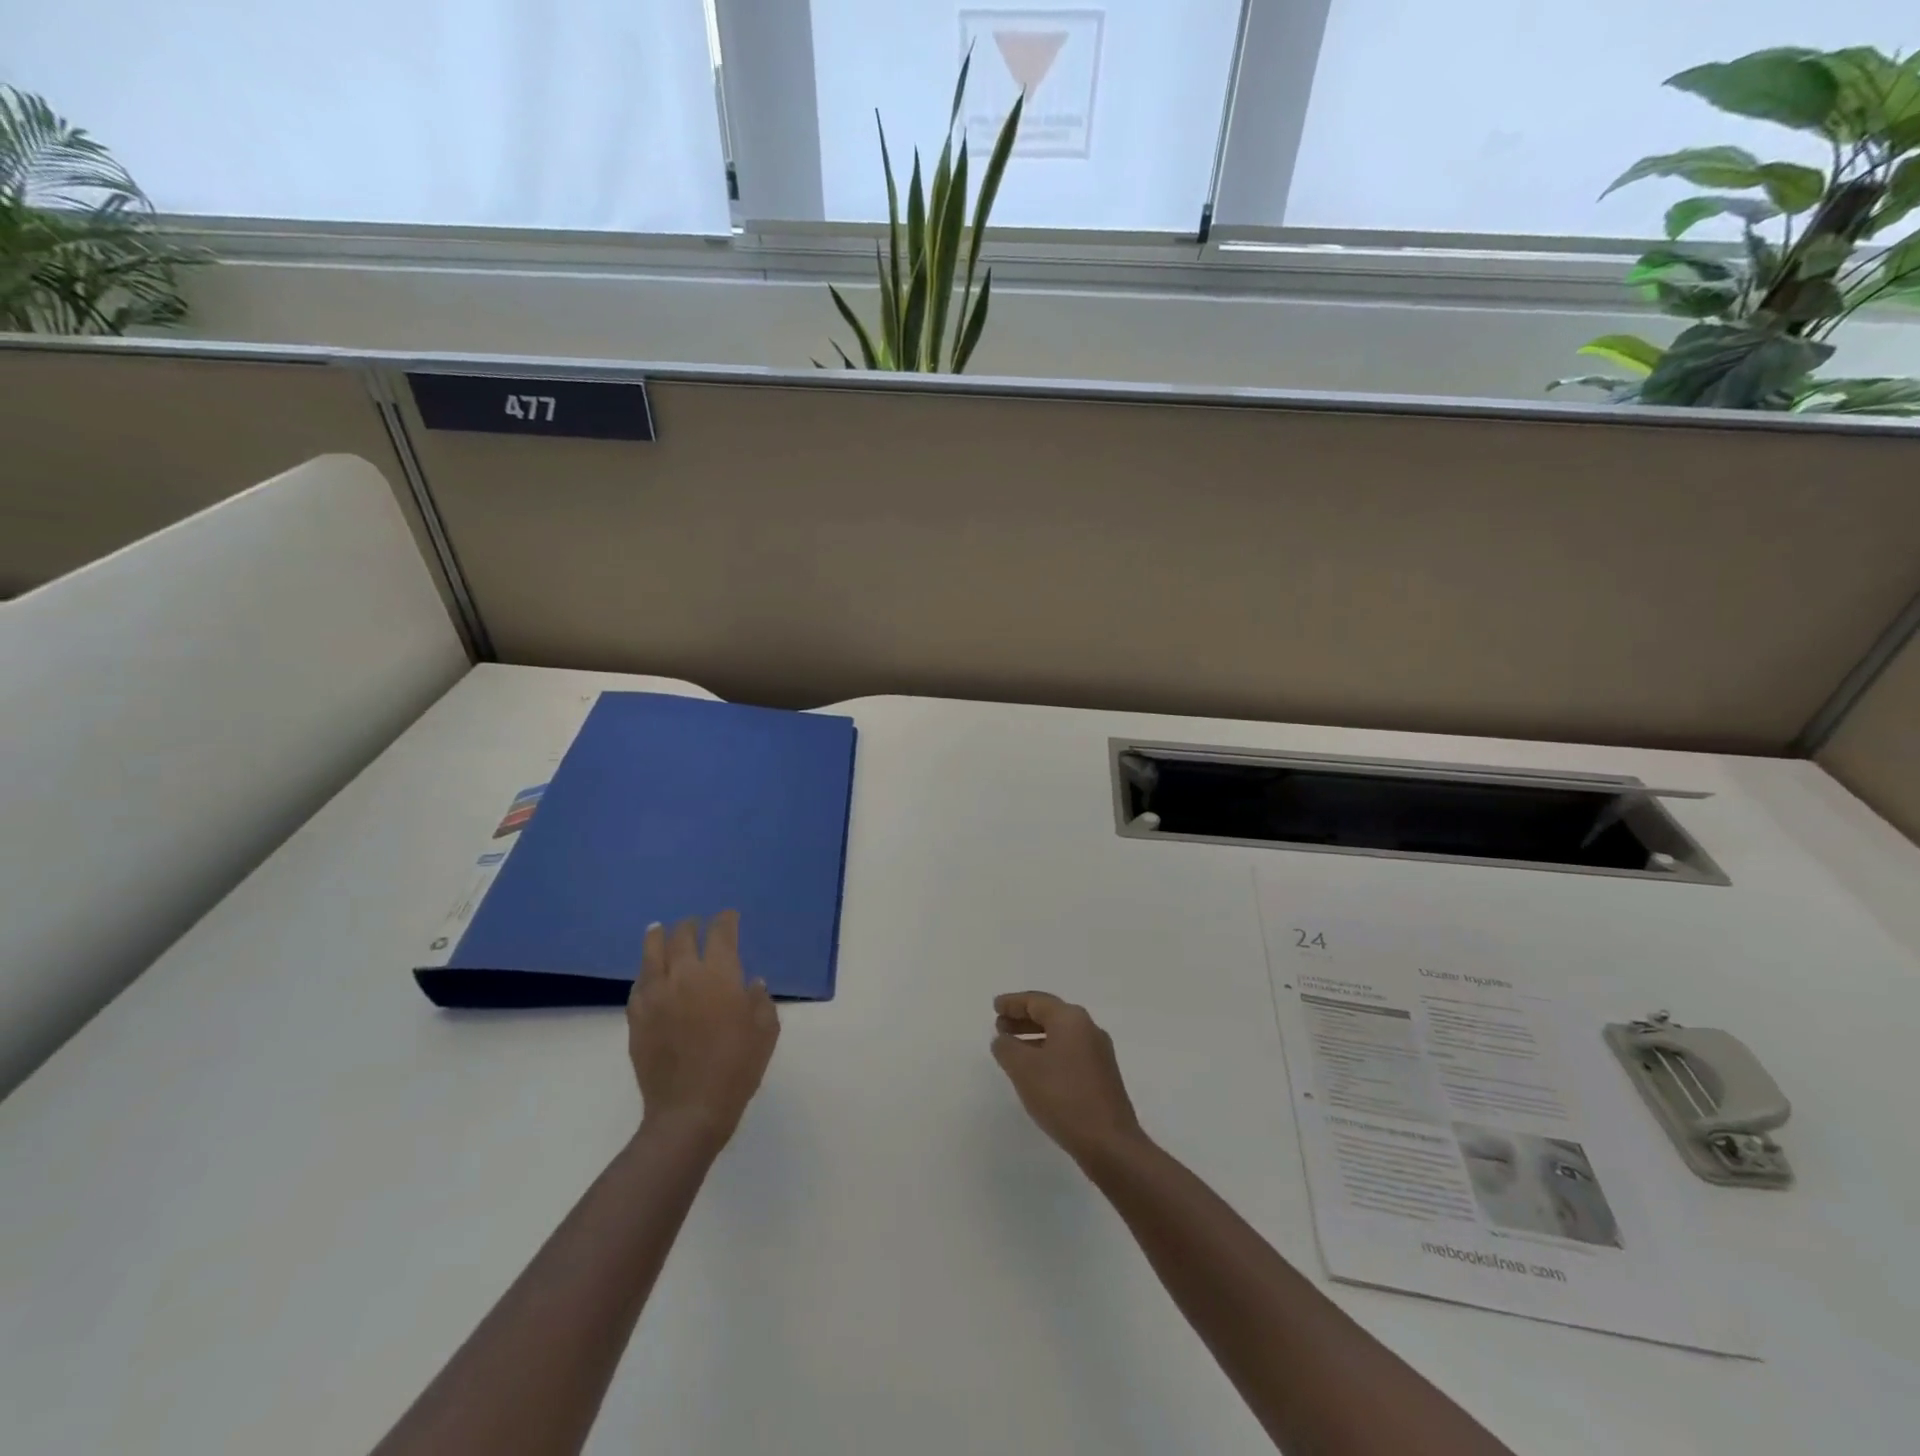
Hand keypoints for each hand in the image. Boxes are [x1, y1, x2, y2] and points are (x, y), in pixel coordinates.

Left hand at [628, 913, 778, 1143]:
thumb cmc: (737, 1067)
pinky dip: (646, 972)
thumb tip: (751, 984)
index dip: (726, 920)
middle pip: (682, 936)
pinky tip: (649, 974)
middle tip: (696, 924)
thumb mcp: (766, 1030)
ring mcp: (655, 995)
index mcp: (719, 974)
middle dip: (691, 925)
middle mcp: (684, 975)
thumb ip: (760, 1000)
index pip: (721, 933)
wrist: (690, 1109)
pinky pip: (639, 984)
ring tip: (659, 929)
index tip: (729, 917)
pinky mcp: (637, 1017)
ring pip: (652, 953)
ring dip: (658, 937)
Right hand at [991, 991, 1142, 1164]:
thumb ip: (1007, 1048)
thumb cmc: (1063, 1097)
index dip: (1013, 1003)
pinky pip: (1069, 1053)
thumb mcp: (1024, 1069)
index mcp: (1071, 1019)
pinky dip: (1048, 1053)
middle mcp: (1088, 1029)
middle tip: (999, 1027)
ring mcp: (1099, 1053)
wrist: (1109, 1143)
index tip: (995, 1007)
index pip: (1036, 1001)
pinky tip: (1035, 1072)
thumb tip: (1003, 1040)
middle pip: (1050, 1015)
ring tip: (1012, 1050)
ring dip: (1034, 1037)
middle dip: (1023, 1019)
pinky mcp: (1102, 1076)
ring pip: (1060, 1035)